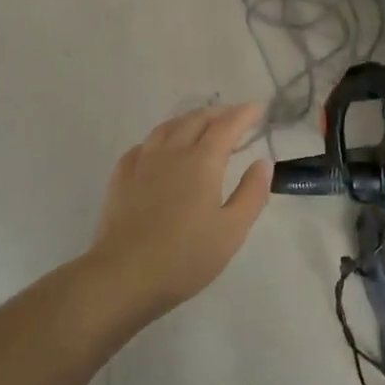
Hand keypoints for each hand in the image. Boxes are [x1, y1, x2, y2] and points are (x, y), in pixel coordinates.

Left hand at [83, 103, 271, 318]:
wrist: (124, 275)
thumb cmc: (185, 257)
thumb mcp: (232, 230)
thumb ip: (251, 193)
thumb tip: (262, 163)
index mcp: (202, 161)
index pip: (227, 126)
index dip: (244, 114)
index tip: (258, 108)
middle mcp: (172, 152)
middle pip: (196, 119)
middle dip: (218, 113)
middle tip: (234, 117)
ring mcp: (142, 162)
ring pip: (168, 127)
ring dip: (189, 120)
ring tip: (200, 126)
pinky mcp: (121, 177)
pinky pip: (144, 145)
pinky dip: (161, 138)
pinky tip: (161, 151)